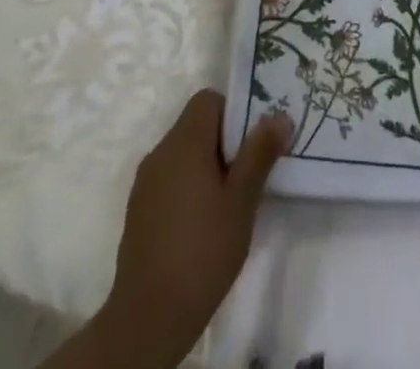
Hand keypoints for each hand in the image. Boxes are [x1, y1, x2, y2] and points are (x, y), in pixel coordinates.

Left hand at [42, 90, 290, 368]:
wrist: (148, 319)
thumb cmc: (202, 251)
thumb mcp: (241, 201)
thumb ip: (260, 153)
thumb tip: (280, 115)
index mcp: (183, 143)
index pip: (208, 100)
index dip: (234, 111)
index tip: (253, 141)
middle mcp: (160, 153)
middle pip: (196, 125)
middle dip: (225, 141)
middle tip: (250, 171)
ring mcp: (145, 183)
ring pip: (183, 154)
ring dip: (208, 165)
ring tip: (231, 200)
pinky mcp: (139, 211)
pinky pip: (170, 179)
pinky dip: (189, 187)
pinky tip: (204, 223)